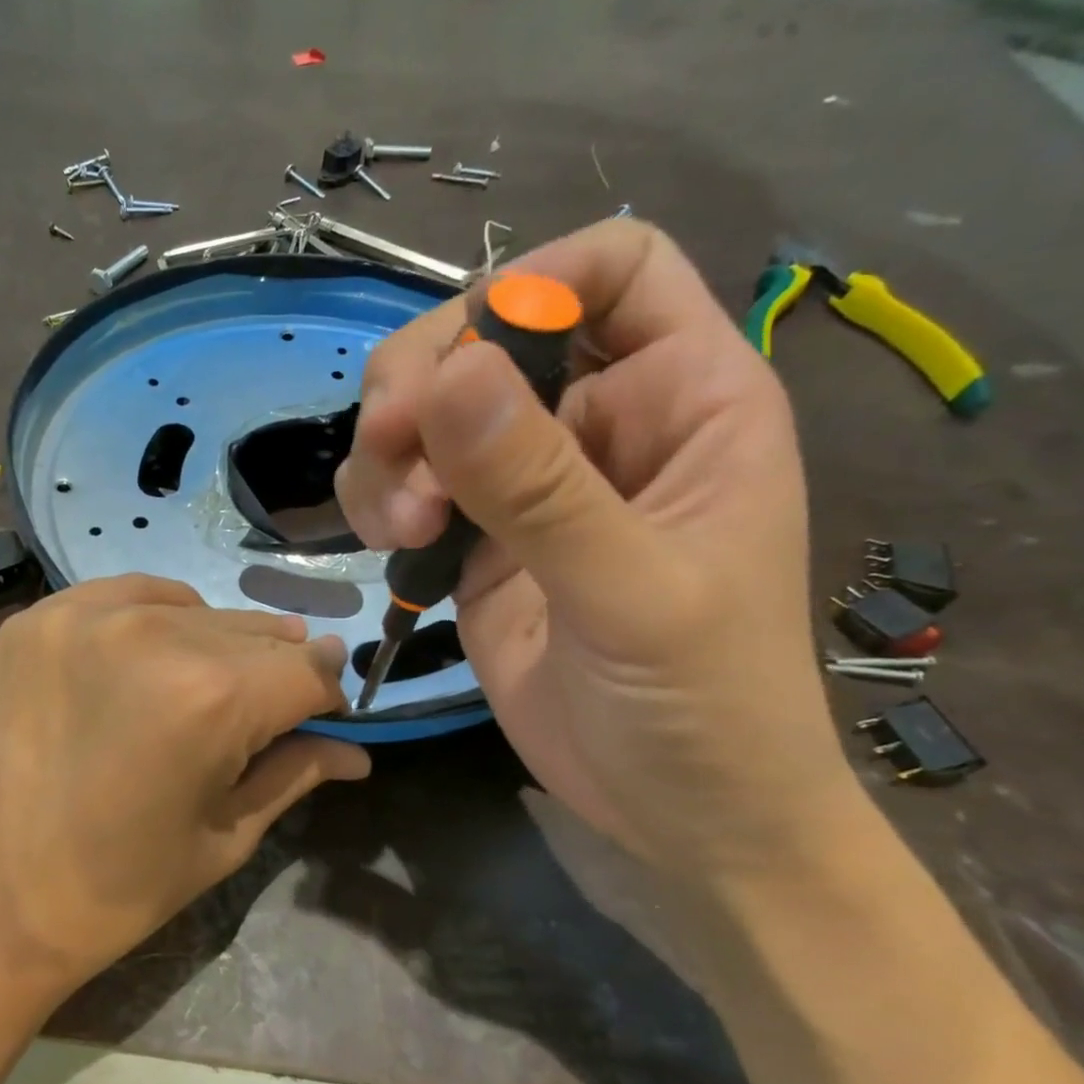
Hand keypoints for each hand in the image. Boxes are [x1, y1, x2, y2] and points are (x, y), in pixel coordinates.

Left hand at [0, 576, 367, 1002]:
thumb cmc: (113, 891)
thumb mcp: (222, 838)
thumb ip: (296, 773)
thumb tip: (357, 752)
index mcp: (211, 698)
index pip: (309, 669)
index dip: (326, 695)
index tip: (322, 717)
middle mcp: (154, 634)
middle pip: (258, 634)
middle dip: (276, 672)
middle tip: (265, 713)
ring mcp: (88, 615)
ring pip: (198, 611)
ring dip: (220, 645)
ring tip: (204, 689)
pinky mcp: (41, 616)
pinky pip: (133, 595)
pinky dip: (159, 619)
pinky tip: (151, 658)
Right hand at [335, 220, 854, 881]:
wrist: (678, 813)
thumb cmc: (703, 705)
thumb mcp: (629, 592)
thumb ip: (539, 487)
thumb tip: (446, 375)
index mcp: (685, 399)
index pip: (614, 270)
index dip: (534, 282)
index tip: (462, 363)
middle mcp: (599, 423)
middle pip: (486, 333)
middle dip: (423, 384)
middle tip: (391, 449)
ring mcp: (529, 482)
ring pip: (429, 409)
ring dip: (389, 451)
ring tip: (398, 530)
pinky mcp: (476, 537)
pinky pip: (406, 481)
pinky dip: (379, 496)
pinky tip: (390, 546)